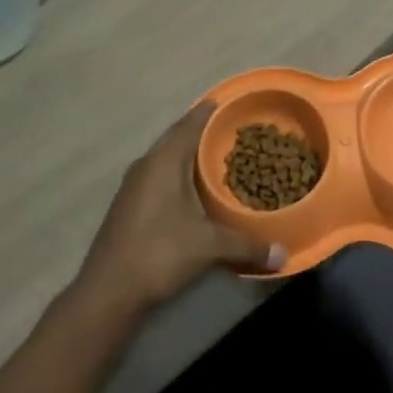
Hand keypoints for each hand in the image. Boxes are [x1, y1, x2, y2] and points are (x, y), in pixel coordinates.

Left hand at [77, 102, 284, 314]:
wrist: (108, 290)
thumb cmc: (160, 252)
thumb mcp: (209, 246)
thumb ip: (247, 246)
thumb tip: (284, 254)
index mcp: (164, 161)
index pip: (189, 124)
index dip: (208, 112)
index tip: (226, 101)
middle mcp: (146, 165)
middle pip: (176, 137)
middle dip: (200, 131)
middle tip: (228, 130)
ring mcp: (132, 185)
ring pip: (164, 158)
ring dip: (186, 154)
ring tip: (214, 156)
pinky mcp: (127, 205)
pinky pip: (157, 176)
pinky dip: (176, 174)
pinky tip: (191, 189)